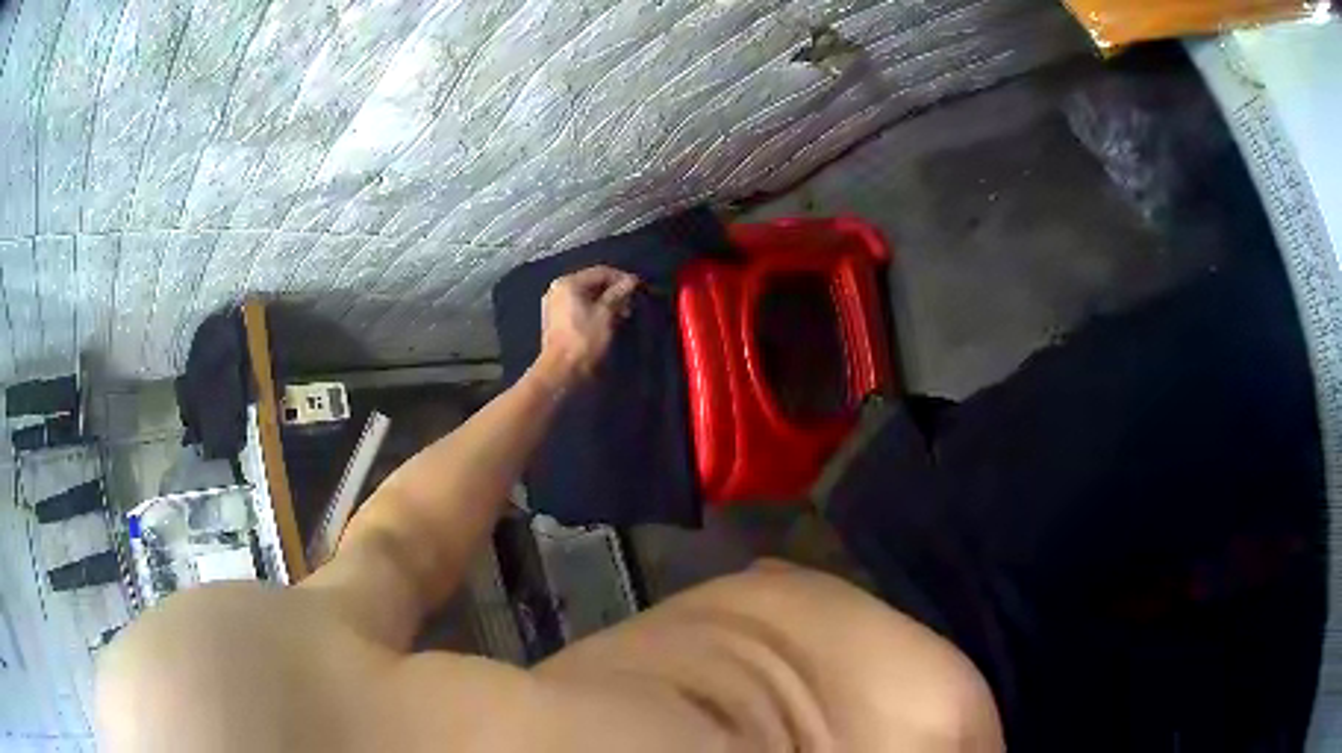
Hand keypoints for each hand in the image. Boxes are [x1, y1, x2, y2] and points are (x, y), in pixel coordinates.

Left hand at [536, 265, 639, 386]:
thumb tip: (631, 281)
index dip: (622, 278)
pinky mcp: (556, 321)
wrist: (562, 371)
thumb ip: (619, 294)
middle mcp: (558, 289)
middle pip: (592, 283)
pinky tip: (608, 321)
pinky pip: (579, 308)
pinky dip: (594, 311)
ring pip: (586, 296)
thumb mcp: (606, 313)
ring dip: (606, 302)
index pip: (601, 272)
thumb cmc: (585, 339)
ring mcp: (554, 305)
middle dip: (614, 291)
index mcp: (568, 283)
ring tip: (623, 314)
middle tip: (632, 303)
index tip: (639, 288)